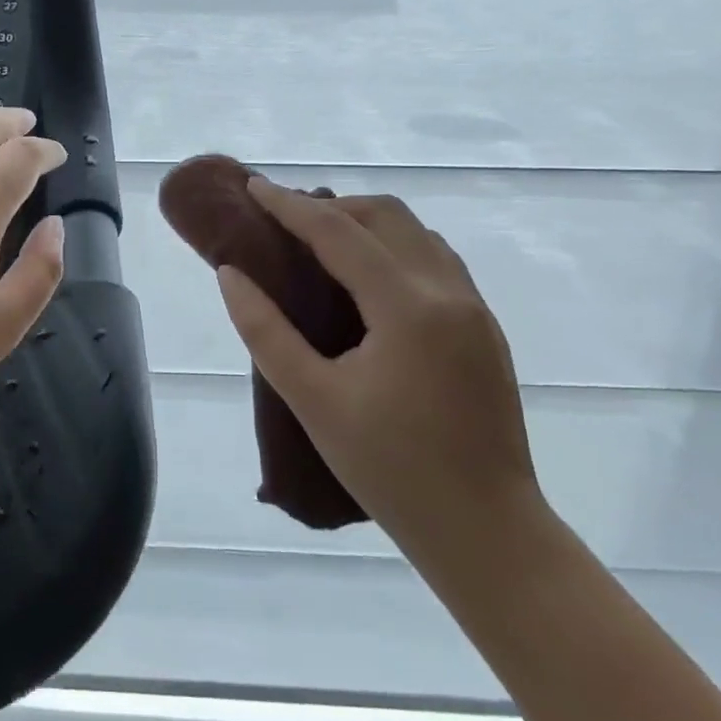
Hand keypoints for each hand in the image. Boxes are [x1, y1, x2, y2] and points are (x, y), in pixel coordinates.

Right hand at [214, 178, 541, 552]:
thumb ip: (265, 330)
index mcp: (408, 308)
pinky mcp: (485, 330)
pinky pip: (435, 260)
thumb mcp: (313, 400)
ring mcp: (476, 309)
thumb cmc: (391, 470)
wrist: (488, 534)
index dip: (291, 206)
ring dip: (366, 224)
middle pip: (386, 216)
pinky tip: (367, 279)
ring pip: (416, 234)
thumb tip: (231, 274)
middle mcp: (450, 293)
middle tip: (283, 221)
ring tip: (320, 244)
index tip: (254, 185)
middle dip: (330, 207)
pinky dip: (393, 247)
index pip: (339, 233)